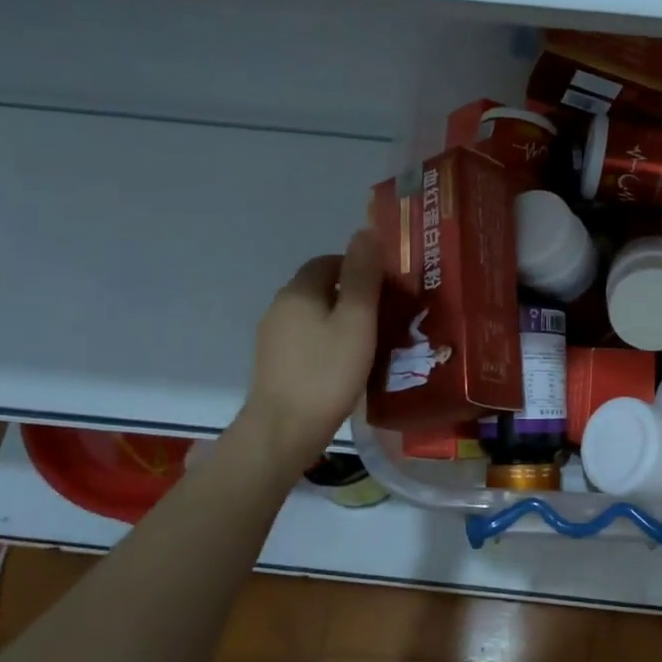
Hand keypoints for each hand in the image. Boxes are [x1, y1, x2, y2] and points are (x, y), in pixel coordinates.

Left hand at [240, 229, 382, 468]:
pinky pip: (306, 339)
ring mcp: (273, 337)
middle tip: (386, 317)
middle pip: (321, 288)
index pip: (329, 261)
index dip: (359, 268)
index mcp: (299, 291)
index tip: (387, 289)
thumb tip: (365, 230)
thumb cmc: (327, 373)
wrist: (284, 431)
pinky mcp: (274, 364)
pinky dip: (328, 342)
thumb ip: (363, 276)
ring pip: (314, 315)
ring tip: (371, 343)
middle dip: (353, 295)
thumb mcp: (356, 321)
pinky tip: (346, 365)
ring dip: (341, 320)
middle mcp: (280, 307)